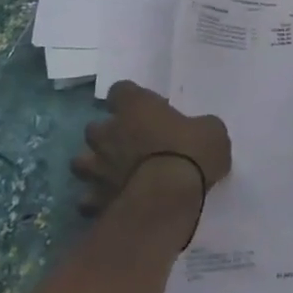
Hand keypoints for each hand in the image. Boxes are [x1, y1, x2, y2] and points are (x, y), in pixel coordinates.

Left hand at [71, 81, 231, 217]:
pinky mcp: (95, 200)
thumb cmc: (191, 153)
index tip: (142, 108)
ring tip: (112, 174)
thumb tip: (200, 132)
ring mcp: (97, 168)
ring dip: (94, 166)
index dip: (129, 98)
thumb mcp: (212, 131)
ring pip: (81, 162)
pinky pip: (88, 199)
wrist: (168, 198)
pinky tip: (112, 203)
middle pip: (94, 127)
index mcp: (136, 107)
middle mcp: (109, 133)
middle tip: (128, 144)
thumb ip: (199, 127)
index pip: (120, 90)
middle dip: (107, 135)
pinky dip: (97, 200)